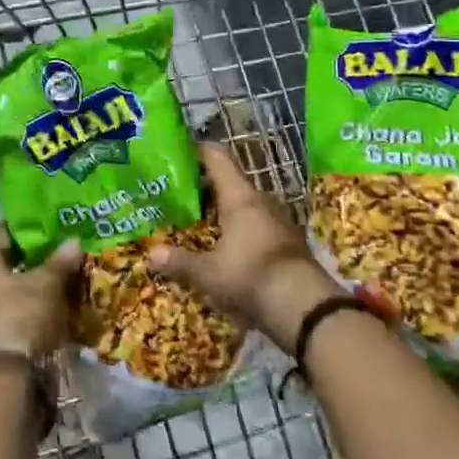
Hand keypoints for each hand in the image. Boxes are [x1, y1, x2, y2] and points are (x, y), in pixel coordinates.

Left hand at [0, 227, 81, 355]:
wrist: (9, 379)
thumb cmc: (21, 317)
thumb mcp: (46, 284)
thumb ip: (60, 261)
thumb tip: (74, 241)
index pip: (4, 231)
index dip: (29, 225)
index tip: (55, 220)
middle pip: (15, 259)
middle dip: (44, 253)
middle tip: (72, 243)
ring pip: (24, 285)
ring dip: (48, 279)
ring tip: (78, 268)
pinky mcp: (7, 331)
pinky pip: (29, 307)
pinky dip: (47, 302)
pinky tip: (72, 297)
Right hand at [149, 144, 343, 350]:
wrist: (307, 308)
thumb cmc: (251, 276)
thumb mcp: (209, 273)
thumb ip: (180, 262)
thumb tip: (151, 254)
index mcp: (239, 197)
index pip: (216, 158)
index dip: (197, 150)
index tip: (178, 150)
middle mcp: (260, 201)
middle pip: (230, 182)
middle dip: (205, 186)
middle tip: (180, 193)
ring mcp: (279, 221)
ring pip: (245, 205)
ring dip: (224, 210)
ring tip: (200, 220)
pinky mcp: (289, 243)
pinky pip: (258, 226)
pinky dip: (240, 229)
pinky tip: (227, 246)